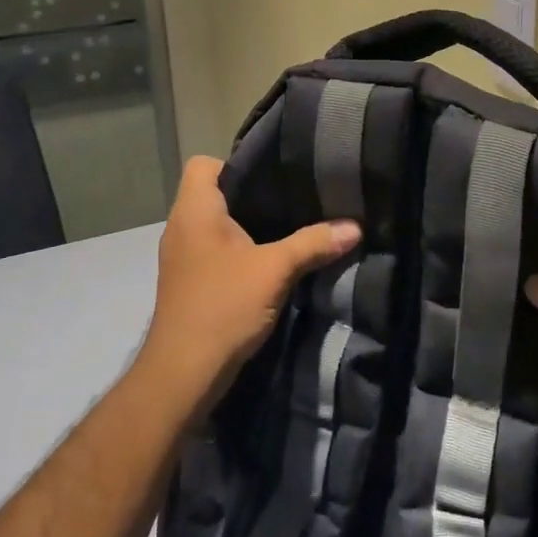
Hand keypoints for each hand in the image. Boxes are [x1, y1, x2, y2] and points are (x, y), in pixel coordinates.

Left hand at [136, 156, 360, 409]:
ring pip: (215, 225)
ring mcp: (182, 257)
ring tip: (287, 227)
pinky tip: (269, 263)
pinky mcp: (189, 282)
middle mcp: (181, 227)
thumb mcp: (275, 270)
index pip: (202, 164)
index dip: (235, 162)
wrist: (183, 374)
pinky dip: (239, 251)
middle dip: (252, 195)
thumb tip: (356, 227)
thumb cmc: (223, 306)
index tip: (272, 177)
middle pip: (213, 193)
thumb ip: (314, 243)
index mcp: (194, 211)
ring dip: (246, 226)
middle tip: (292, 198)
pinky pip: (215, 250)